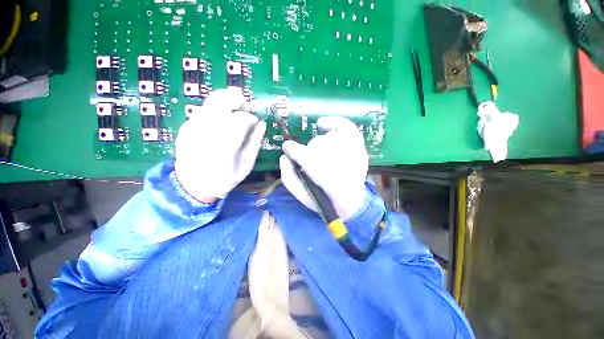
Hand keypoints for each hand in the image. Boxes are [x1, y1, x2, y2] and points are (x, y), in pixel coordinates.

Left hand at [175, 88, 266, 202]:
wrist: (192, 186)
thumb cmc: (224, 178)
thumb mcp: (246, 164)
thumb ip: (255, 142)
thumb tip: (262, 125)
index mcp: (227, 142)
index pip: (242, 118)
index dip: (251, 118)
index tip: (255, 123)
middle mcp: (209, 128)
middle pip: (223, 99)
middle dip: (238, 100)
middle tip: (246, 108)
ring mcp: (194, 125)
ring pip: (212, 100)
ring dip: (227, 101)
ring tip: (235, 111)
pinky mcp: (186, 126)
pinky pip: (204, 109)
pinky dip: (216, 110)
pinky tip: (222, 122)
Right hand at [279, 116, 367, 220]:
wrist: (351, 202)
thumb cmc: (325, 199)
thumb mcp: (301, 195)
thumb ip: (289, 177)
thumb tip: (284, 157)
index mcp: (325, 180)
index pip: (305, 156)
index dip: (294, 150)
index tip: (288, 148)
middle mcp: (341, 164)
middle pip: (317, 145)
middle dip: (309, 153)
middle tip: (310, 161)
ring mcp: (352, 154)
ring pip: (328, 138)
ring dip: (320, 146)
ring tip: (322, 156)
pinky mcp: (359, 148)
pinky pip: (346, 127)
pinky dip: (333, 122)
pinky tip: (322, 124)